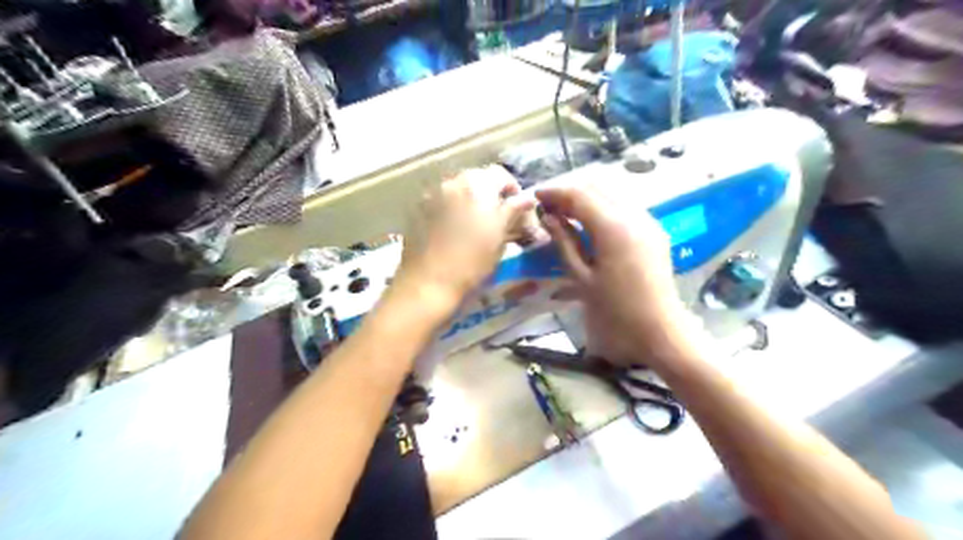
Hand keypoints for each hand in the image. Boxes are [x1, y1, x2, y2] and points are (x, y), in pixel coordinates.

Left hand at [394, 165, 537, 308]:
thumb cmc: (470, 262)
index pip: (501, 176)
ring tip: (475, 226)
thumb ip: (512, 212)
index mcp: (476, 185)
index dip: (513, 191)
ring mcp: (431, 194)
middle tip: (498, 219)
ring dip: (470, 201)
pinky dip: (452, 209)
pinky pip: (441, 201)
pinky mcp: (417, 210)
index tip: (518, 210)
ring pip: (458, 190)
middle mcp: (452, 181)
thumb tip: (526, 199)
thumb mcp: (498, 238)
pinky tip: (453, 231)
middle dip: (490, 195)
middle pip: (477, 180)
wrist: (427, 283)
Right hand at [538, 183, 696, 366]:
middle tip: (549, 206)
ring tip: (566, 214)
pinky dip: (603, 208)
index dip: (555, 192)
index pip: (579, 195)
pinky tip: (590, 224)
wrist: (659, 330)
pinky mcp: (654, 231)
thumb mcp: (581, 277)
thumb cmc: (615, 310)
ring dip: (587, 199)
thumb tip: (548, 218)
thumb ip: (564, 242)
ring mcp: (648, 221)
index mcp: (613, 227)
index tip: (536, 195)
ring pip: (612, 195)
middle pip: (597, 188)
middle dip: (570, 193)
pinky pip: (624, 208)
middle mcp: (633, 215)